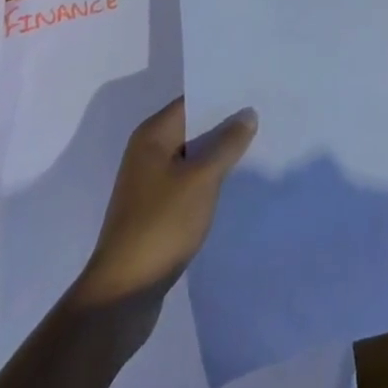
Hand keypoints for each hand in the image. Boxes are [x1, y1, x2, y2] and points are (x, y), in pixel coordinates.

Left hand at [74, 96, 256, 308]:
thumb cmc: (161, 225)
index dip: (224, 96)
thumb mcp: (202, 179)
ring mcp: (150, 184)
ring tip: (258, 145)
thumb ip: (227, 144)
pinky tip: (235, 182)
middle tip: (264, 116)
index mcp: (152, 136)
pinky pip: (189, 182)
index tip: (256, 92)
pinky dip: (209, 179)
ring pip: (193, 157)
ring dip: (219, 154)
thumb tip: (247, 113)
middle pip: (193, 127)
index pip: (193, 101)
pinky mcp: (155, 211)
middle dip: (225, 125)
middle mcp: (147, 153)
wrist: (122, 296)